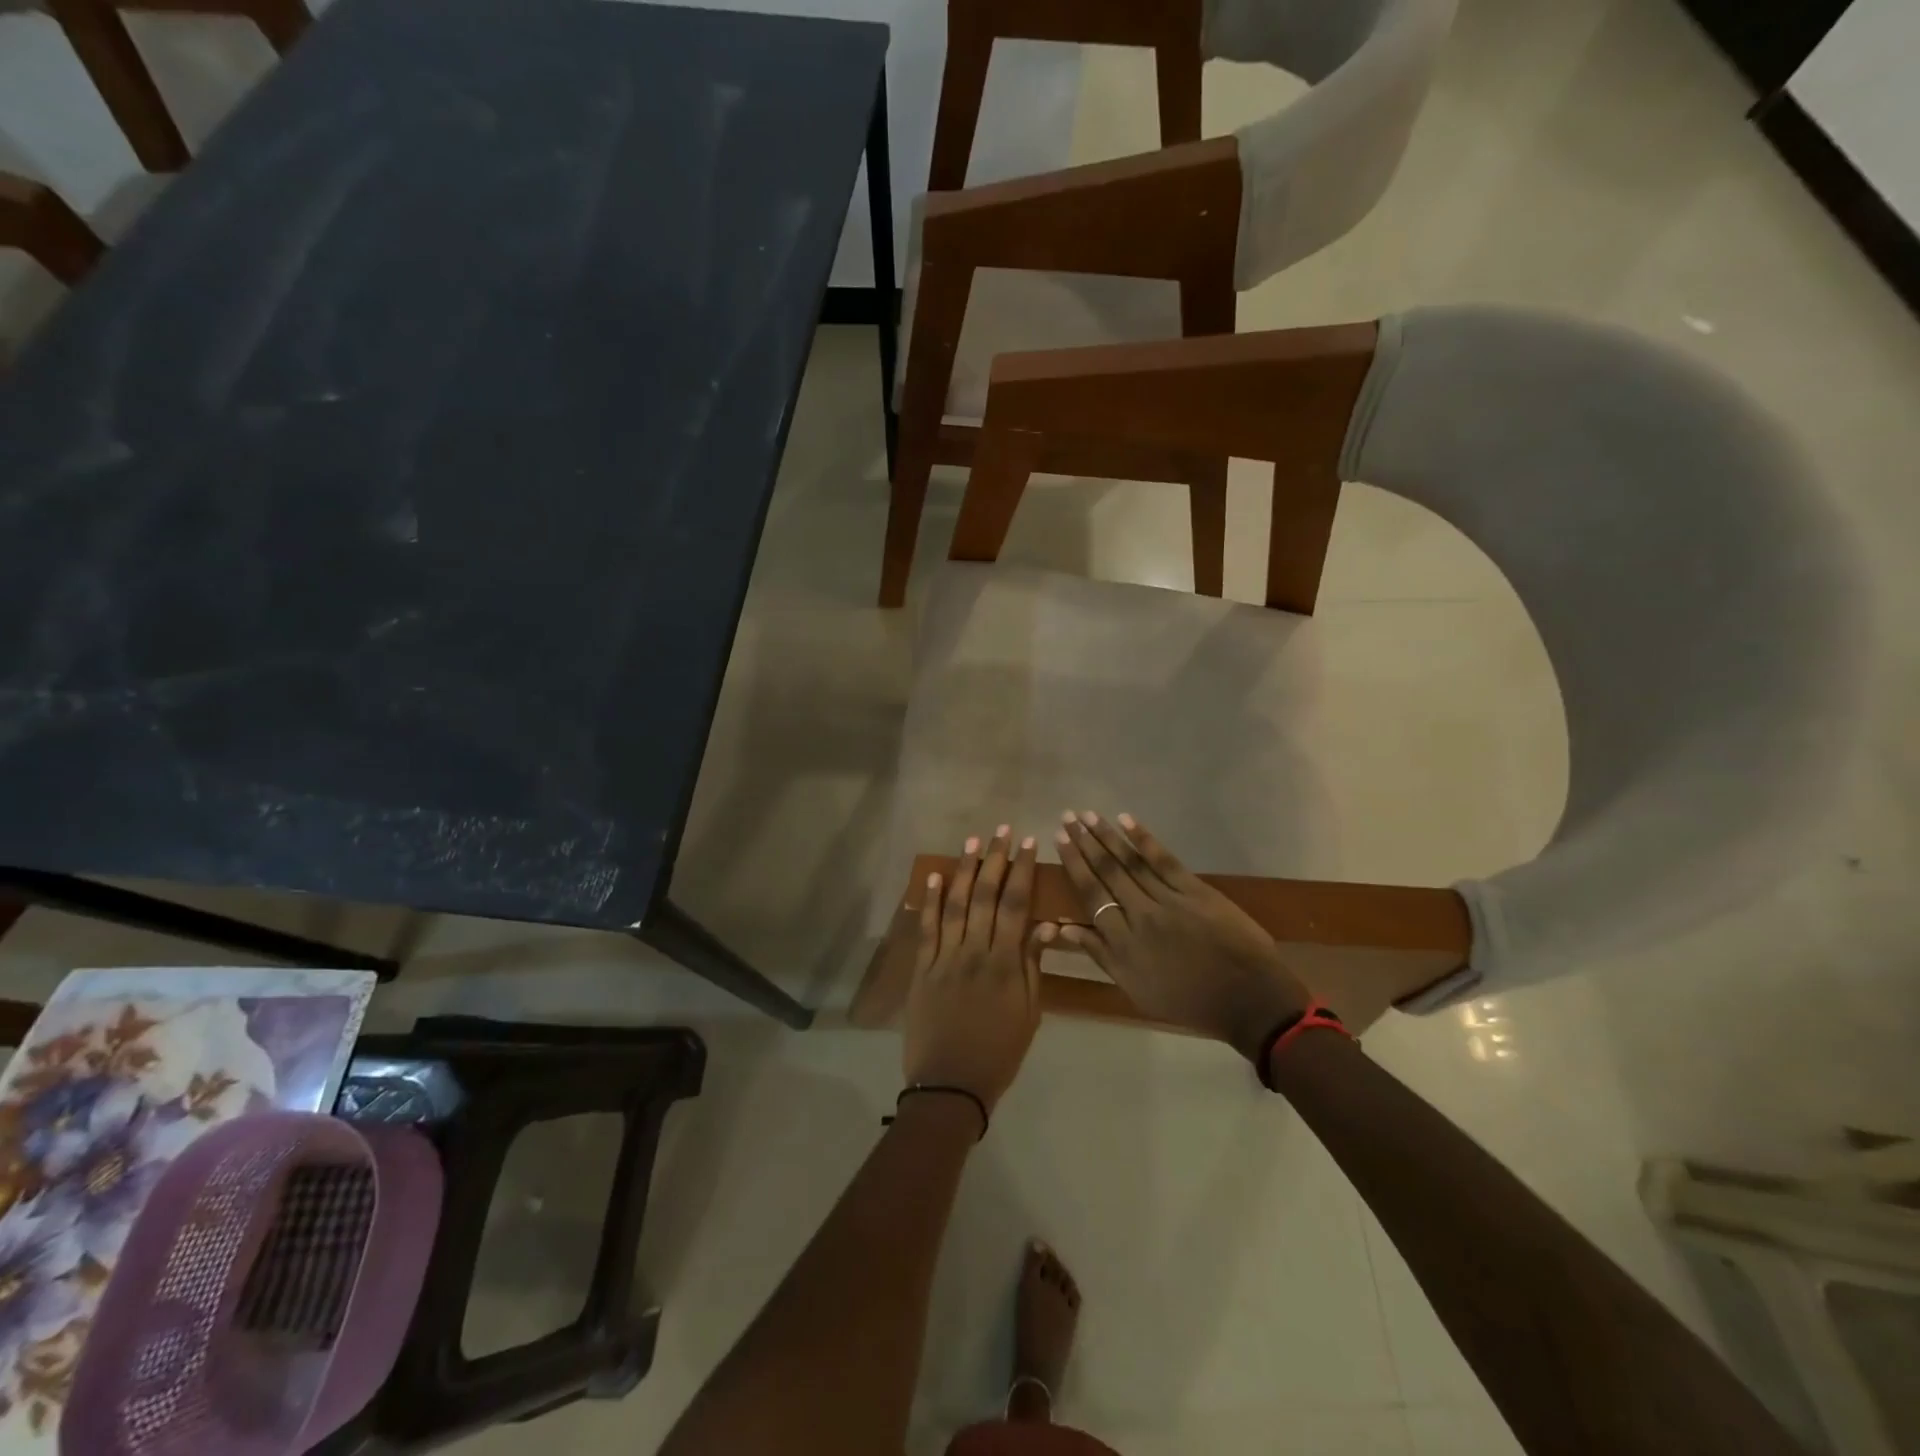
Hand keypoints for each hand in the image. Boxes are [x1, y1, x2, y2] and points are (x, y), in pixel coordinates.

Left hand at [902, 826, 1051, 1114]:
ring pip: (956, 904)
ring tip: (973, 842)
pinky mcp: (922, 968)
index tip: (1029, 844)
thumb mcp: (1029, 1015)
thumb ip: (1034, 967)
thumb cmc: (998, 1053)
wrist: (950, 1085)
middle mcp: (975, 952)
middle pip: (986, 896)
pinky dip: (930, 901)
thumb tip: (1046, 925)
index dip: (1023, 872)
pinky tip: (934, 876)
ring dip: (964, 871)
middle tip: (1002, 831)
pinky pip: (927, 928)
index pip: (1017, 906)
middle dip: (996, 860)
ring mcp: (945, 958)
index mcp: (1006, 964)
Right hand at [1054, 812, 1309, 1060]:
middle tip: (1068, 816)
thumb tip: (1064, 928)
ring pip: (1131, 862)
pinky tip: (1126, 821)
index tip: (1059, 840)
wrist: (1247, 998)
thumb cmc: (1188, 1001)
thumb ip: (1100, 955)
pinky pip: (1164, 861)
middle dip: (1085, 842)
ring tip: (1089, 815)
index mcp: (1123, 943)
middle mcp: (1140, 915)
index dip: (1074, 865)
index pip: (1091, 896)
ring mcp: (1169, 900)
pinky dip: (1144, 839)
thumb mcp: (1135, 989)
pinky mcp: (1195, 890)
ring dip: (1107, 836)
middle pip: (1107, 872)